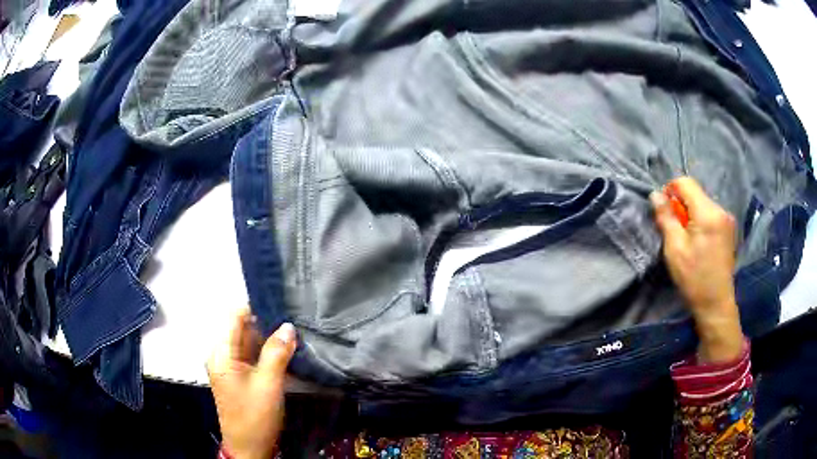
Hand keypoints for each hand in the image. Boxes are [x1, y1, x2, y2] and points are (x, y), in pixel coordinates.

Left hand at [207, 307, 295, 458]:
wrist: (248, 447)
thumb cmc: (255, 416)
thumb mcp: (269, 384)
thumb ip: (277, 353)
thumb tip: (288, 326)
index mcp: (221, 353)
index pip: (235, 316)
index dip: (257, 308)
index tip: (282, 305)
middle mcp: (221, 354)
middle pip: (242, 328)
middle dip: (266, 324)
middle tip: (294, 321)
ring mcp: (228, 366)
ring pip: (248, 342)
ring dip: (268, 339)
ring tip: (293, 334)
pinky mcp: (237, 376)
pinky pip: (250, 356)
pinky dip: (265, 353)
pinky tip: (284, 352)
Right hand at [650, 177, 743, 363]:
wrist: (716, 304)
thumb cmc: (694, 278)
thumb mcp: (674, 249)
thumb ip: (666, 218)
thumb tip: (656, 194)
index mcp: (708, 212)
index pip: (686, 183)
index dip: (670, 190)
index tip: (664, 210)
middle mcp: (720, 209)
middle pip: (695, 193)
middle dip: (681, 206)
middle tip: (674, 230)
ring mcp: (727, 219)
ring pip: (702, 204)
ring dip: (691, 214)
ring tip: (686, 239)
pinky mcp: (729, 229)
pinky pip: (710, 214)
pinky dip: (700, 221)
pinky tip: (698, 243)